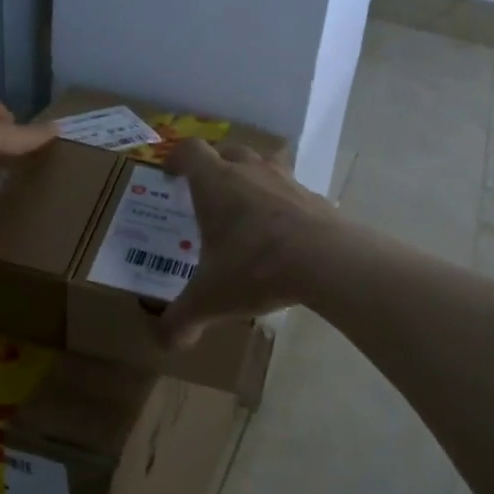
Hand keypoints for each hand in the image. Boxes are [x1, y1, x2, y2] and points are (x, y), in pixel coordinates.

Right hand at [158, 138, 346, 348]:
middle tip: (208, 191)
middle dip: (216, 164)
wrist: (327, 260)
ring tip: (248, 205)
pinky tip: (284, 232)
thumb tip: (166, 344)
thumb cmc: (255, 268)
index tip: (170, 173)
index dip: (177, 158)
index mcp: (216, 184)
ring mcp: (287, 181)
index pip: (190, 151)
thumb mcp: (210, 300)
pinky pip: (293, 191)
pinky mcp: (315, 198)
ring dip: (253, 177)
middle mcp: (250, 172)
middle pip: (229, 150)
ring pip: (265, 163)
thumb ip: (182, 321)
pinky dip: (284, 203)